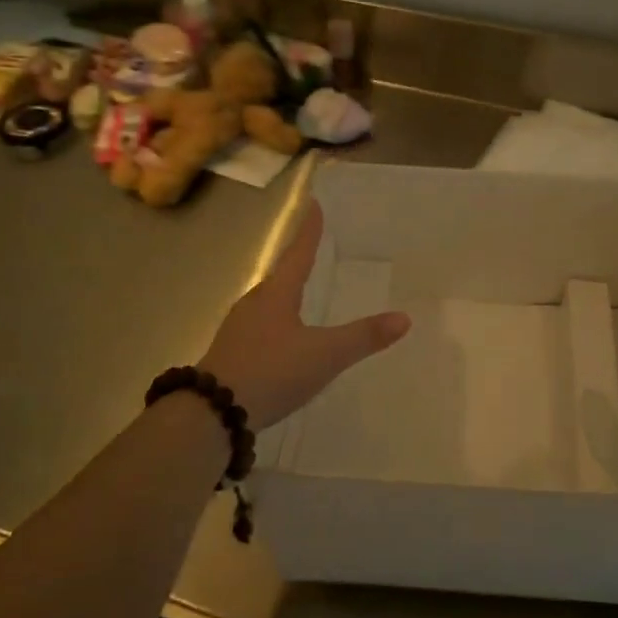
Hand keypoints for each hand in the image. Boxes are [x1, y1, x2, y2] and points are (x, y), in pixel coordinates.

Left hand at [199, 201, 410, 430]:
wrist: (212, 413)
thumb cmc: (272, 371)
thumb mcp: (325, 355)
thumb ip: (363, 337)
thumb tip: (404, 318)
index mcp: (277, 294)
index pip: (299, 253)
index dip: (310, 231)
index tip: (313, 204)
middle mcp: (255, 304)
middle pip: (280, 276)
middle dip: (296, 263)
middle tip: (312, 251)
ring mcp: (238, 329)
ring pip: (267, 303)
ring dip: (284, 295)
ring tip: (299, 295)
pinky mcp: (230, 354)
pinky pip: (259, 328)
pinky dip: (275, 324)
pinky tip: (281, 340)